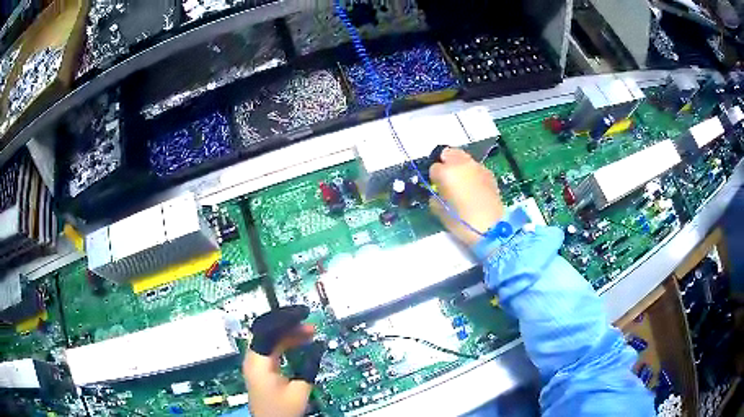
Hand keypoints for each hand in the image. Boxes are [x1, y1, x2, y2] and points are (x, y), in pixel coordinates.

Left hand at [244, 306, 322, 416]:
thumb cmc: (282, 410)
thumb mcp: (300, 391)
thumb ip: (309, 367)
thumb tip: (318, 346)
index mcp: (259, 363)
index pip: (268, 331)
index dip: (286, 320)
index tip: (303, 314)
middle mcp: (252, 359)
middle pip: (266, 331)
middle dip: (288, 324)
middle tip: (309, 324)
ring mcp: (255, 362)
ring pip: (269, 338)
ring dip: (289, 334)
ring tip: (310, 332)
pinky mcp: (260, 367)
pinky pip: (271, 347)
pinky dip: (286, 343)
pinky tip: (300, 343)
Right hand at [429, 147, 504, 245]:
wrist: (491, 228)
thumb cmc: (462, 222)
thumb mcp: (441, 212)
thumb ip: (435, 197)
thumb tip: (438, 192)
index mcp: (446, 172)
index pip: (434, 168)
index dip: (434, 178)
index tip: (437, 188)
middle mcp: (461, 164)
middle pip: (449, 153)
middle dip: (446, 163)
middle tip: (447, 179)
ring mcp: (477, 167)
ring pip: (464, 158)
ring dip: (460, 166)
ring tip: (462, 182)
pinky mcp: (489, 173)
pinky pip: (476, 167)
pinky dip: (472, 173)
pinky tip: (474, 187)